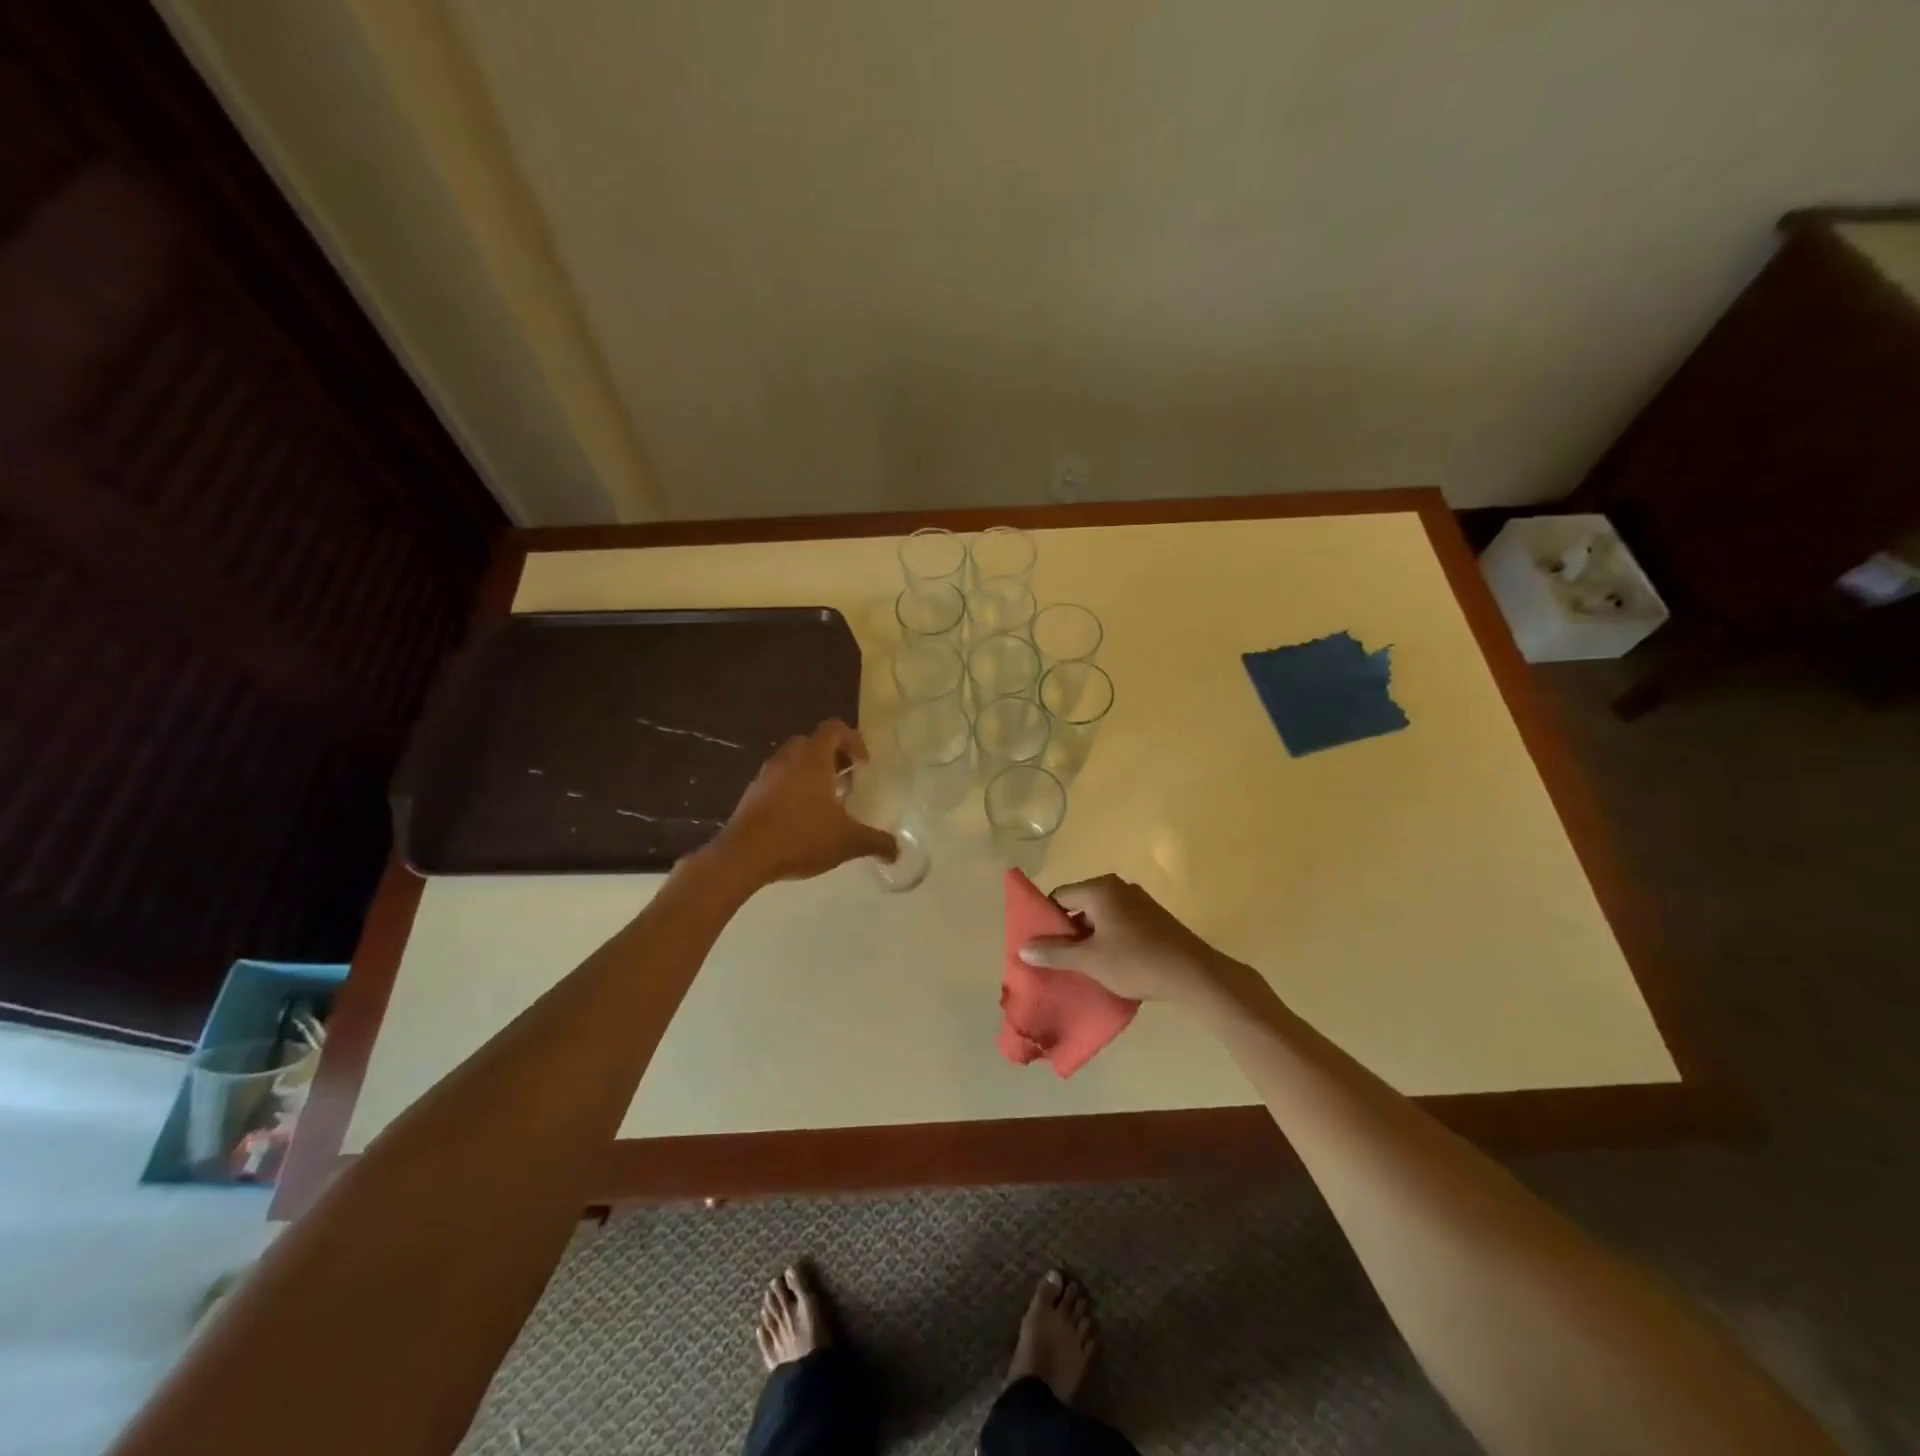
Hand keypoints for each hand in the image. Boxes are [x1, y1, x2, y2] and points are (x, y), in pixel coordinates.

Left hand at [714, 720, 897, 883]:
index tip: (863, 765)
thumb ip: (875, 842)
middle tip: (846, 782)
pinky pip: (777, 782)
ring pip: (792, 762)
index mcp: (813, 758)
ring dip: (810, 774)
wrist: (744, 855)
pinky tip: (800, 820)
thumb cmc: (801, 836)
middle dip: (832, 758)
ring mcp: (766, 775)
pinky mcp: (751, 794)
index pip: (834, 728)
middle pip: (813, 743)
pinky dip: (791, 791)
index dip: (853, 740)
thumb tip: (897, 851)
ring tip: (825, 804)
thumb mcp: (847, 841)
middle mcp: (788, 758)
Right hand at [1018, 874, 1240, 1004]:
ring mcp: (1139, 902)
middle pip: (1080, 904)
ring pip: (1100, 916)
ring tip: (1081, 965)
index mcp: (1100, 889)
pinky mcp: (1153, 919)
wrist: (1194, 975)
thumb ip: (1055, 952)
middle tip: (1057, 958)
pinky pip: (1119, 923)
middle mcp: (1119, 887)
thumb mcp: (1090, 960)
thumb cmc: (1136, 962)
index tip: (1040, 944)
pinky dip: (1109, 939)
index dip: (1046, 919)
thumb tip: (1023, 947)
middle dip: (1067, 931)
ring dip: (1088, 938)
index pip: (1060, 896)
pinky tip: (1109, 964)